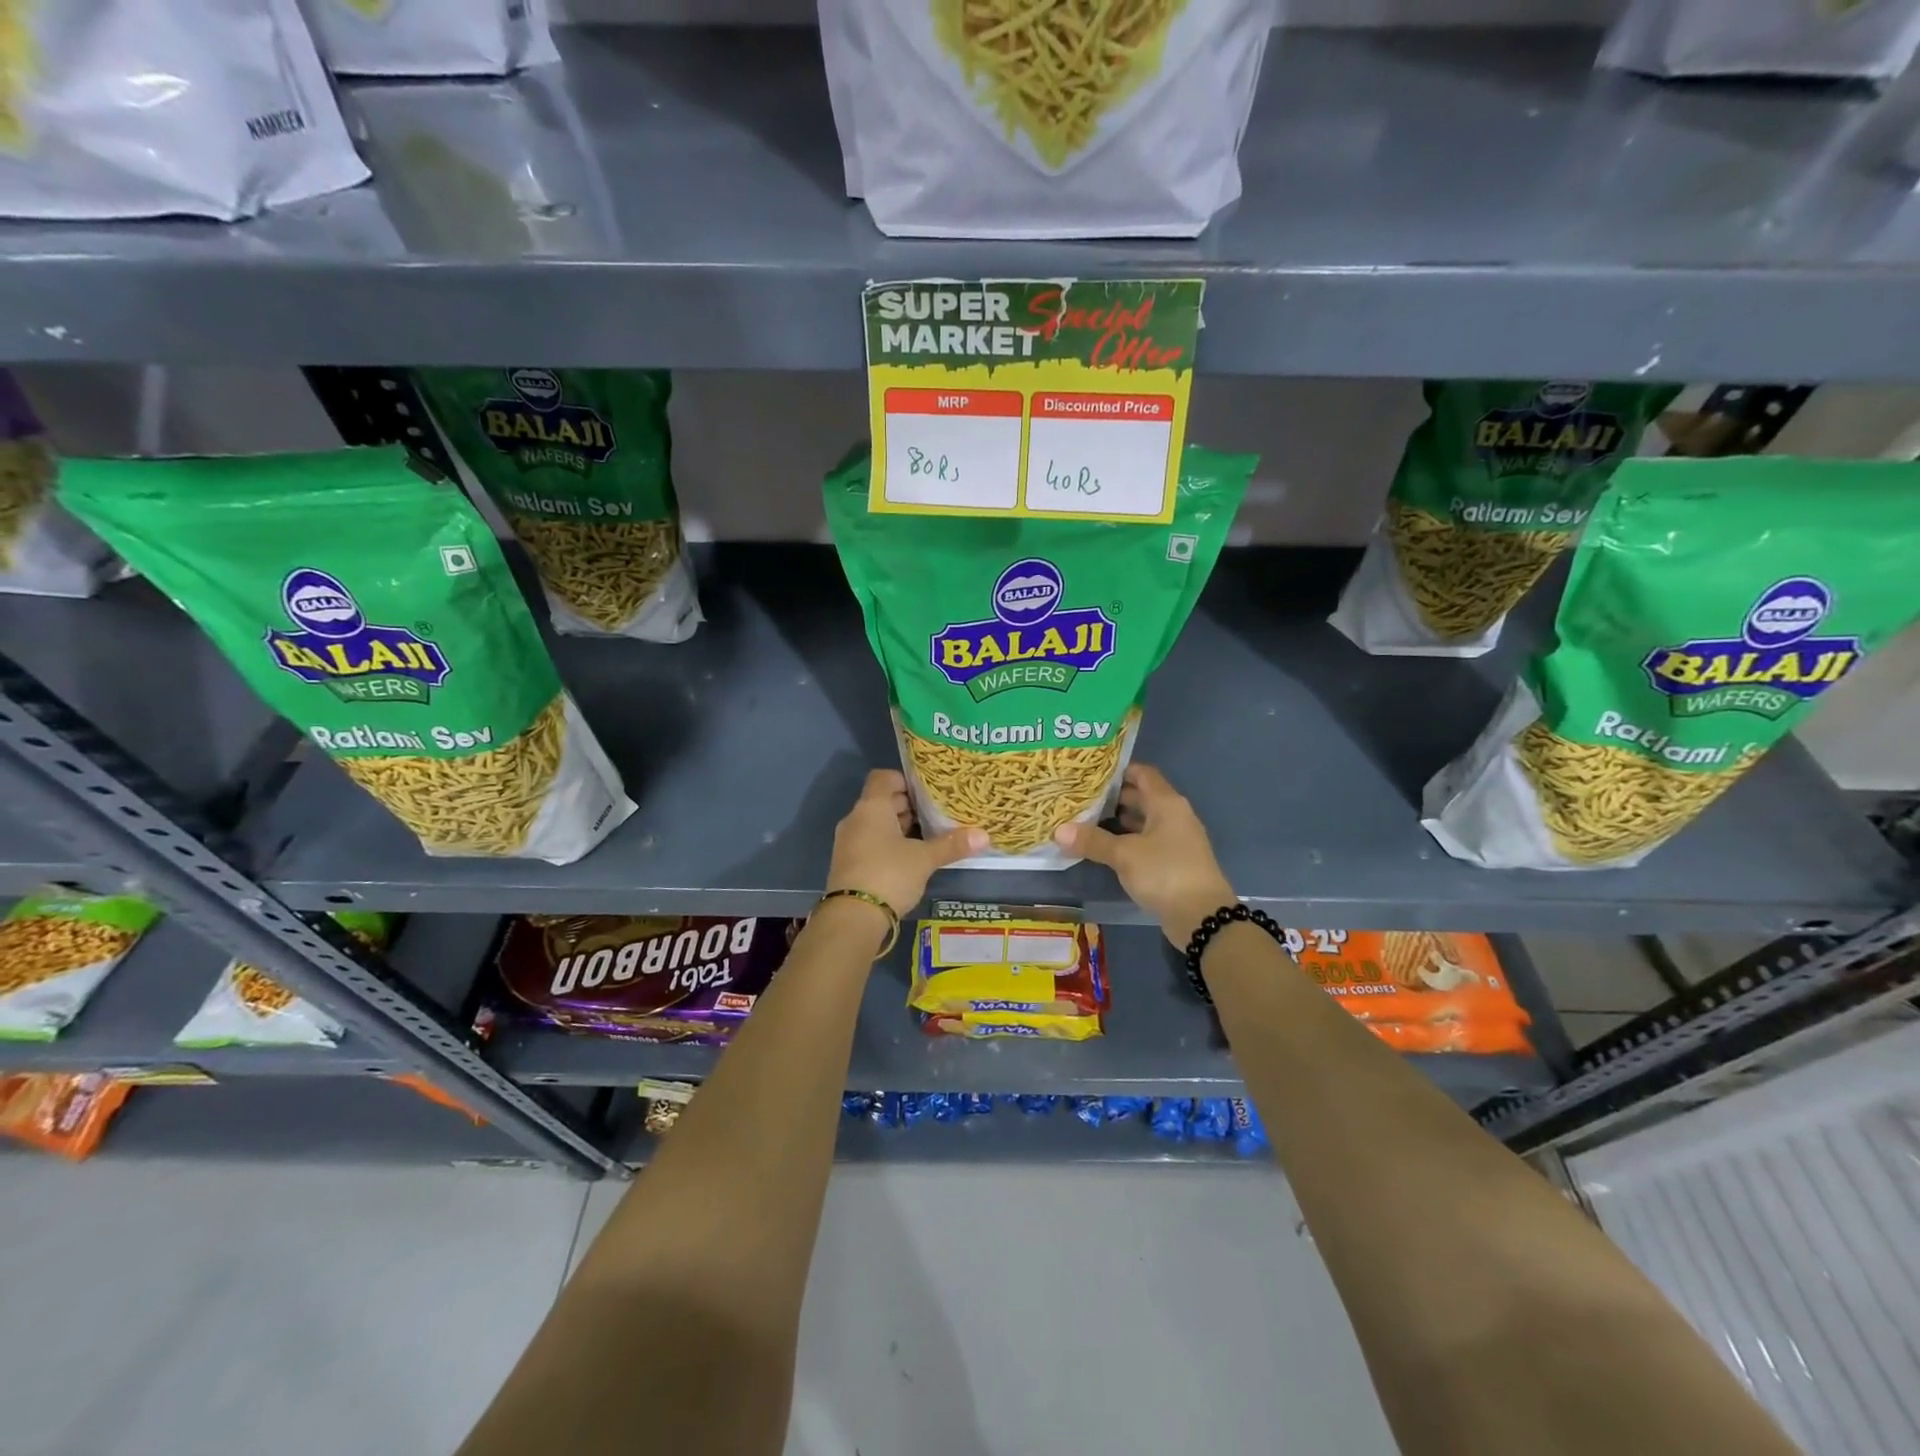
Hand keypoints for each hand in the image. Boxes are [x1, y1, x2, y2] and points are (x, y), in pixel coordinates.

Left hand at [827, 770, 985, 917]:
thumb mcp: (924, 859)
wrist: (852, 917)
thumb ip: (951, 845)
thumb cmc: (889, 875)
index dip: (904, 780)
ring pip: (876, 824)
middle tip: (935, 813)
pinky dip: (888, 844)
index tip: (927, 791)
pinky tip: (910, 857)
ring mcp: (848, 842)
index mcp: (871, 807)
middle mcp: (856, 819)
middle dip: (908, 806)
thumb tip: (984, 835)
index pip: (883, 778)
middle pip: (881, 801)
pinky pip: (870, 842)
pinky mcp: (848, 864)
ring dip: (899, 827)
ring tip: (928, 835)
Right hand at [1054, 763, 1234, 947]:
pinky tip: (1104, 847)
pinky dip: (1126, 840)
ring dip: (1118, 820)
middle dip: (1112, 797)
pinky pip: (1146, 841)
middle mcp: (1174, 815)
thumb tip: (1059, 830)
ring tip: (1085, 820)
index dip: (1117, 770)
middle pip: (1141, 796)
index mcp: (1167, 803)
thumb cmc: (1165, 873)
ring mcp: (1175, 839)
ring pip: (1143, 820)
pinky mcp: (1173, 861)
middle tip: (1080, 797)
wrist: (1203, 917)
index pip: (1142, 773)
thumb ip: (1093, 840)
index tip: (1089, 773)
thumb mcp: (1124, 855)